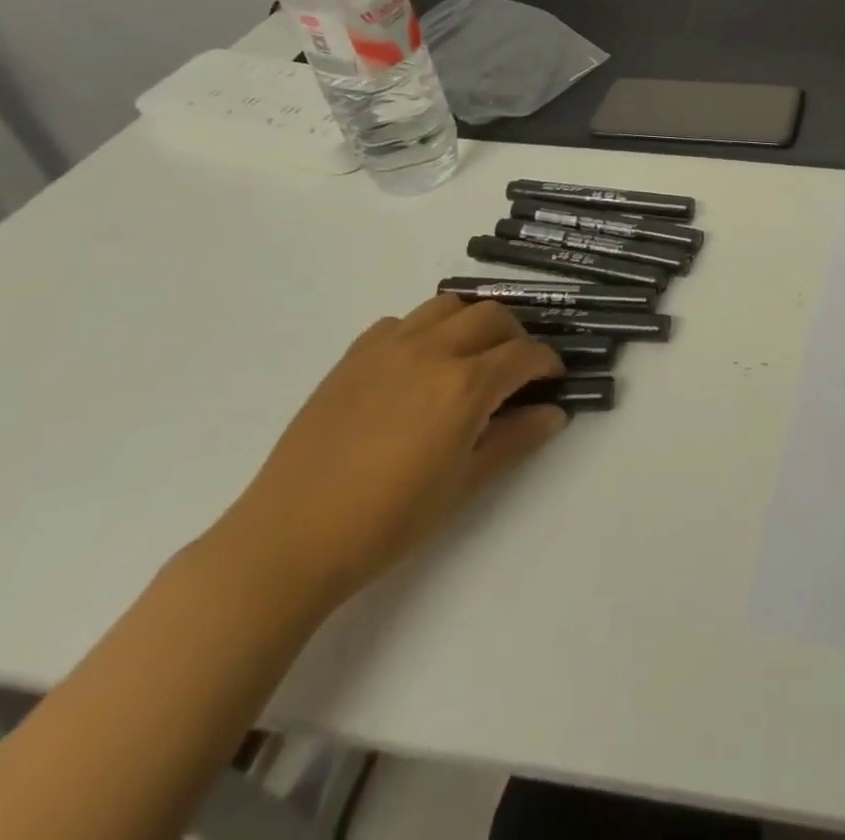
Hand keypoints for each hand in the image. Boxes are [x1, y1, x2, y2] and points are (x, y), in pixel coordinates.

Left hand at [204, 295, 565, 612]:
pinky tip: (419, 366)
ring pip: (448, 305)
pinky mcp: (354, 355)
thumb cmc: (387, 521)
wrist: (290, 539)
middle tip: (516, 370)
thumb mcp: (464, 484)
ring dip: (472, 323)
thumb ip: (515, 440)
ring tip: (471, 357)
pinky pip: (402, 322)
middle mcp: (432, 350)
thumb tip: (554, 413)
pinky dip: (424, 331)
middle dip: (516, 337)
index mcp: (464, 385)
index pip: (525, 354)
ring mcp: (388, 347)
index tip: (553, 379)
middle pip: (492, 315)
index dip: (548, 363)